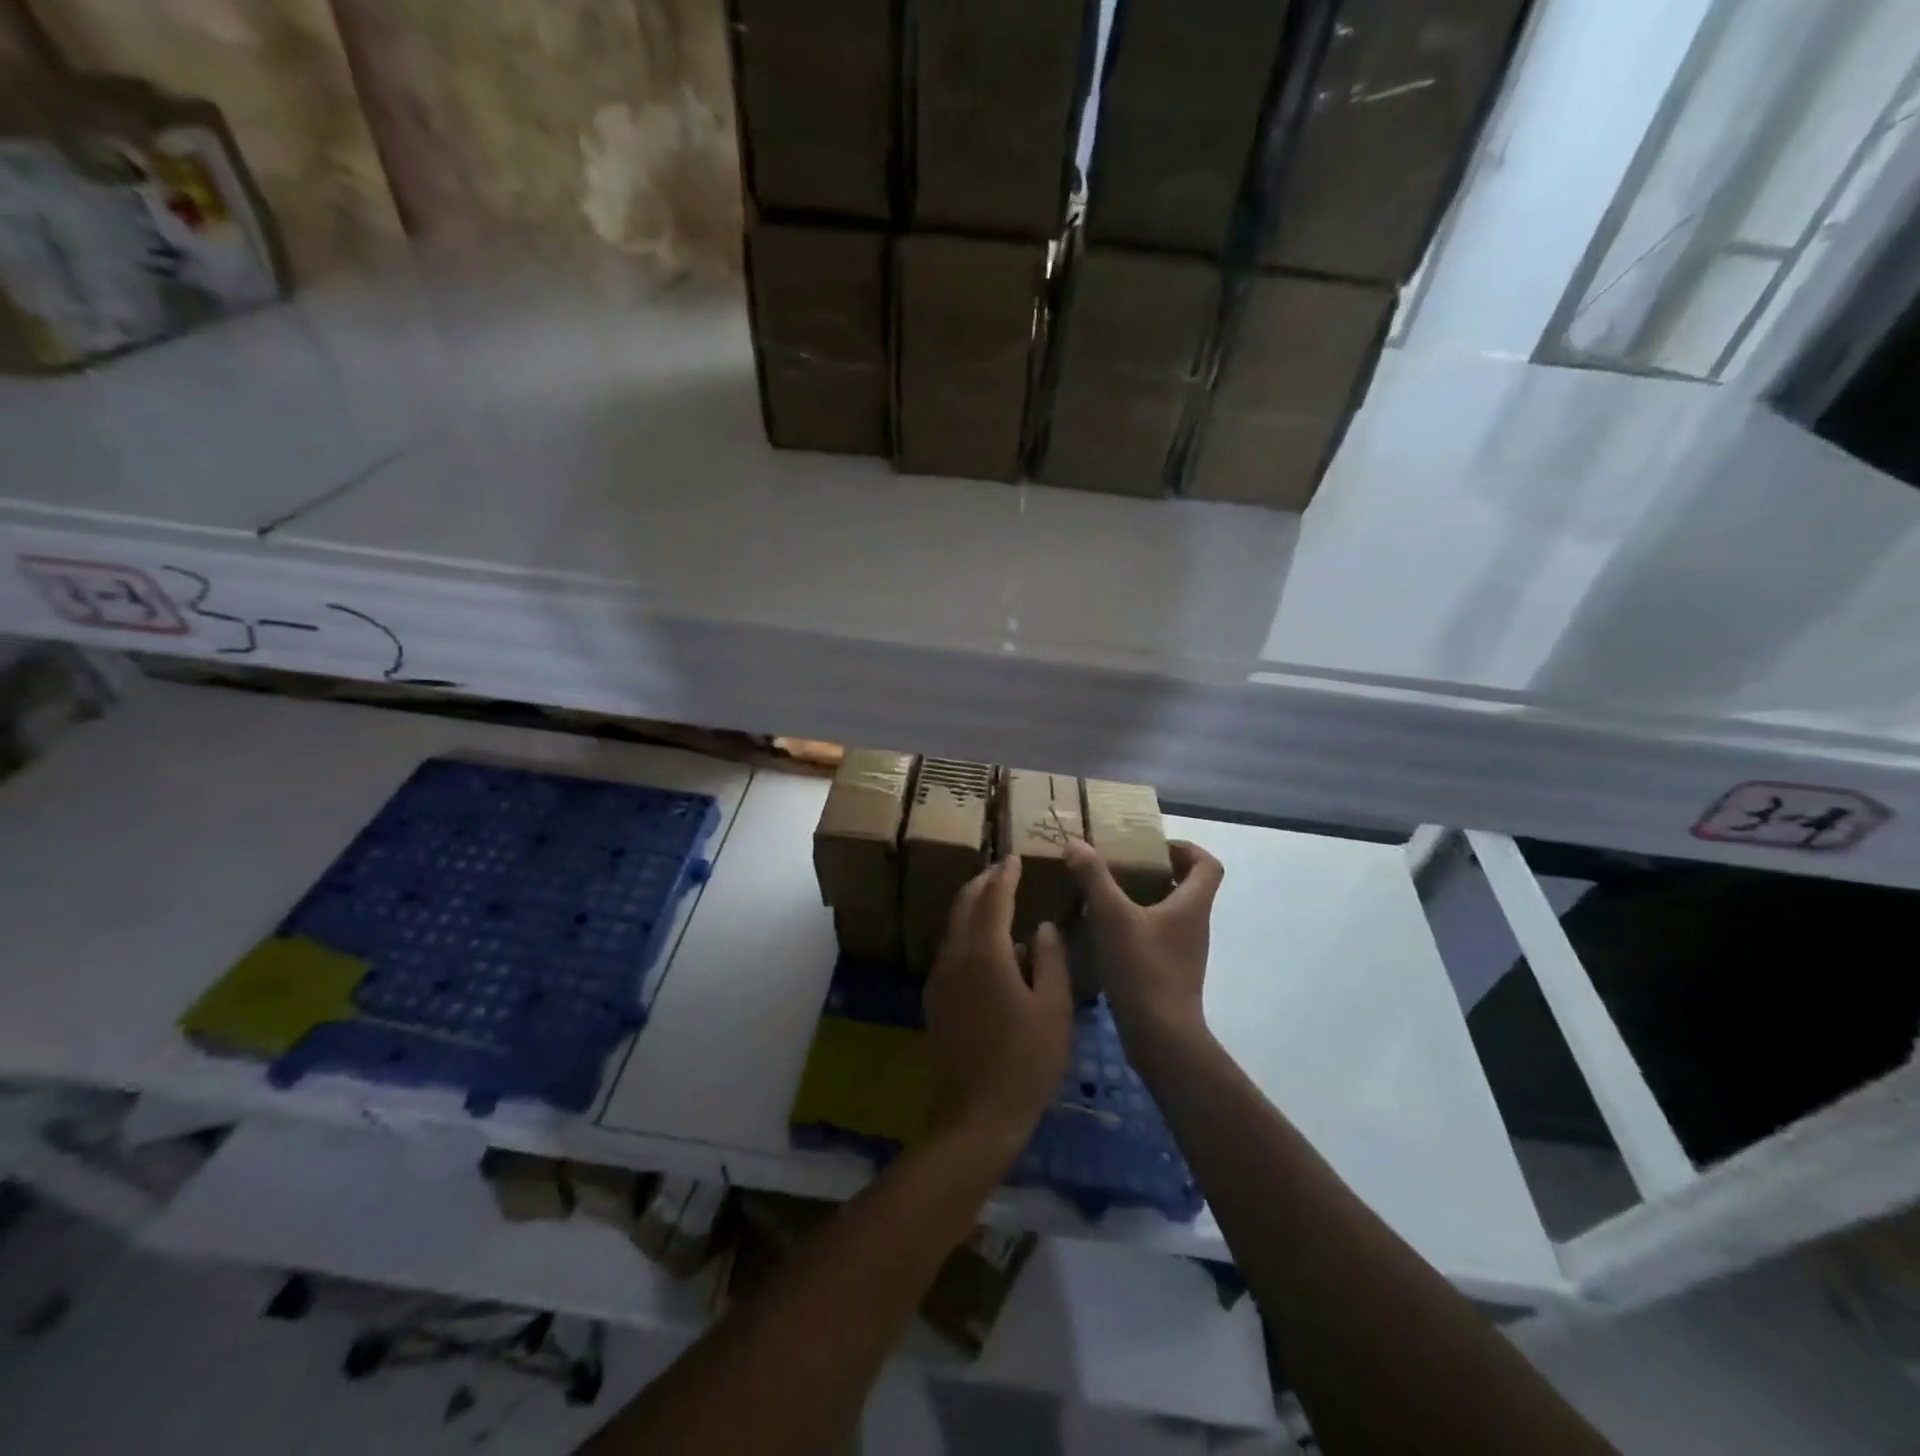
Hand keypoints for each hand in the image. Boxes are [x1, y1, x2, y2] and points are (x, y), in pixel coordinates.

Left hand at [923, 857, 1072, 1155]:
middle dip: (983, 883)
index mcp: (984, 952)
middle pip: (964, 904)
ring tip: (997, 900)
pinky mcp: (935, 998)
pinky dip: (967, 932)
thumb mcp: (1053, 1009)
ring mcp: (940, 977)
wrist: (974, 1117)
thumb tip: (1042, 927)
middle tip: (1003, 871)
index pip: (993, 898)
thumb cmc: (1025, 1062)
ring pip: (954, 926)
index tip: (1015, 858)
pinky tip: (988, 946)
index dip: (1005, 875)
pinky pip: (951, 948)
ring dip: (973, 906)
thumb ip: (1051, 960)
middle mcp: (955, 955)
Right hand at [1065, 839, 1222, 1046]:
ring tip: (1107, 895)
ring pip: (1170, 912)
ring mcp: (1185, 951)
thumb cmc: (1143, 968)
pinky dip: (1137, 926)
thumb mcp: (1111, 916)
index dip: (1186, 849)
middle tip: (1121, 865)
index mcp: (1192, 905)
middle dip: (1156, 871)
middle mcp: (1195, 925)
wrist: (1160, 1036)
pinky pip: (1158, 936)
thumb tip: (1075, 843)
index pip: (1209, 865)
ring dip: (1144, 898)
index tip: (1153, 846)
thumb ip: (1093, 877)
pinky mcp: (1171, 973)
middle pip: (1187, 886)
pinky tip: (1106, 932)